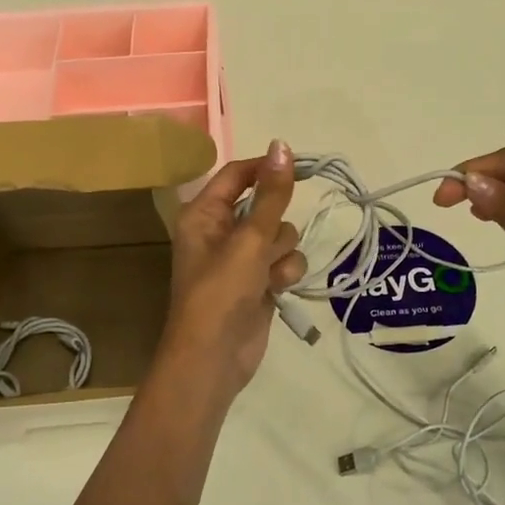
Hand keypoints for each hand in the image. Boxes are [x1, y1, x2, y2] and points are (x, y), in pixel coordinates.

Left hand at [155, 140, 307, 406]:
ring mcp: (241, 259)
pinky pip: (284, 261)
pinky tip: (276, 290)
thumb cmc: (221, 292)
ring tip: (267, 274)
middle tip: (265, 243)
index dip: (266, 168)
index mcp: (204, 214)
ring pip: (280, 235)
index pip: (237, 174)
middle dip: (274, 224)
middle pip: (265, 205)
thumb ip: (271, 194)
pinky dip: (284, 273)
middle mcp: (221, 231)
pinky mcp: (259, 282)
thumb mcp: (249, 239)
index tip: (301, 167)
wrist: (214, 359)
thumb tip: (282, 145)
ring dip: (281, 253)